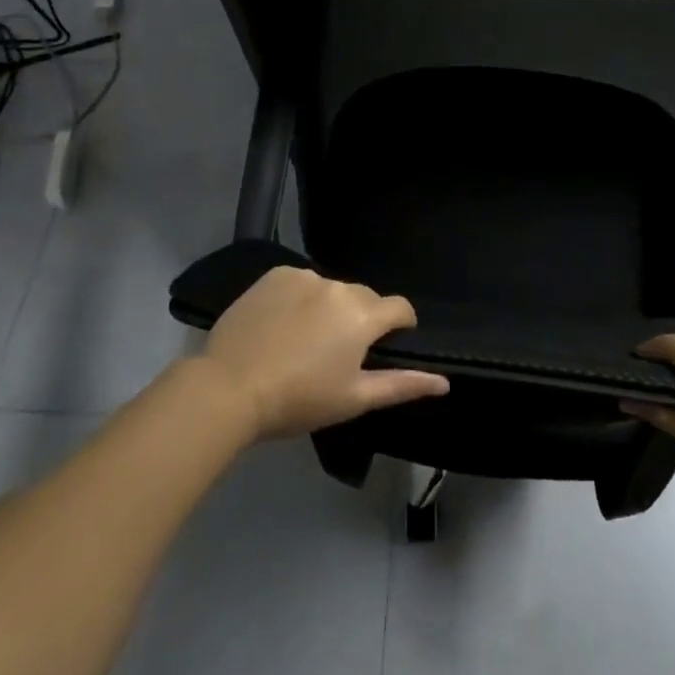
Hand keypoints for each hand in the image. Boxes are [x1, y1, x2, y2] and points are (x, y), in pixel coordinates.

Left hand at [196, 266, 449, 441]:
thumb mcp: (353, 399)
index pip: (399, 308)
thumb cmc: (298, 400)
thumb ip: (402, 385)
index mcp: (363, 314)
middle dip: (361, 320)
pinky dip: (299, 299)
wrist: (230, 387)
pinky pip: (300, 283)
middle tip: (338, 355)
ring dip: (329, 308)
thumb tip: (445, 382)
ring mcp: (304, 275)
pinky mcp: (275, 274)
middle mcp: (339, 285)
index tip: (386, 347)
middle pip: (364, 298)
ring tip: (304, 342)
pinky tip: (281, 326)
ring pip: (331, 290)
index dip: (400, 326)